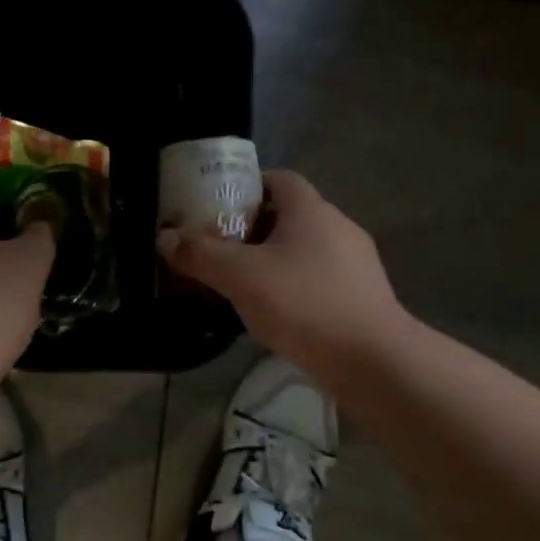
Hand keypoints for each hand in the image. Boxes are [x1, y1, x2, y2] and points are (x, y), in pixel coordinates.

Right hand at [159, 170, 411, 384]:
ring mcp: (357, 262)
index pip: (278, 179)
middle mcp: (338, 226)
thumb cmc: (303, 303)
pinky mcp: (365, 295)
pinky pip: (321, 277)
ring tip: (244, 283)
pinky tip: (279, 312)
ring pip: (306, 248)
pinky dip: (297, 284)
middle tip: (222, 248)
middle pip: (290, 214)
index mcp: (311, 210)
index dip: (247, 187)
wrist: (374, 361)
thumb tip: (165, 237)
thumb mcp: (240, 277)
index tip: (219, 208)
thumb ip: (200, 254)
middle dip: (254, 227)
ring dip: (275, 258)